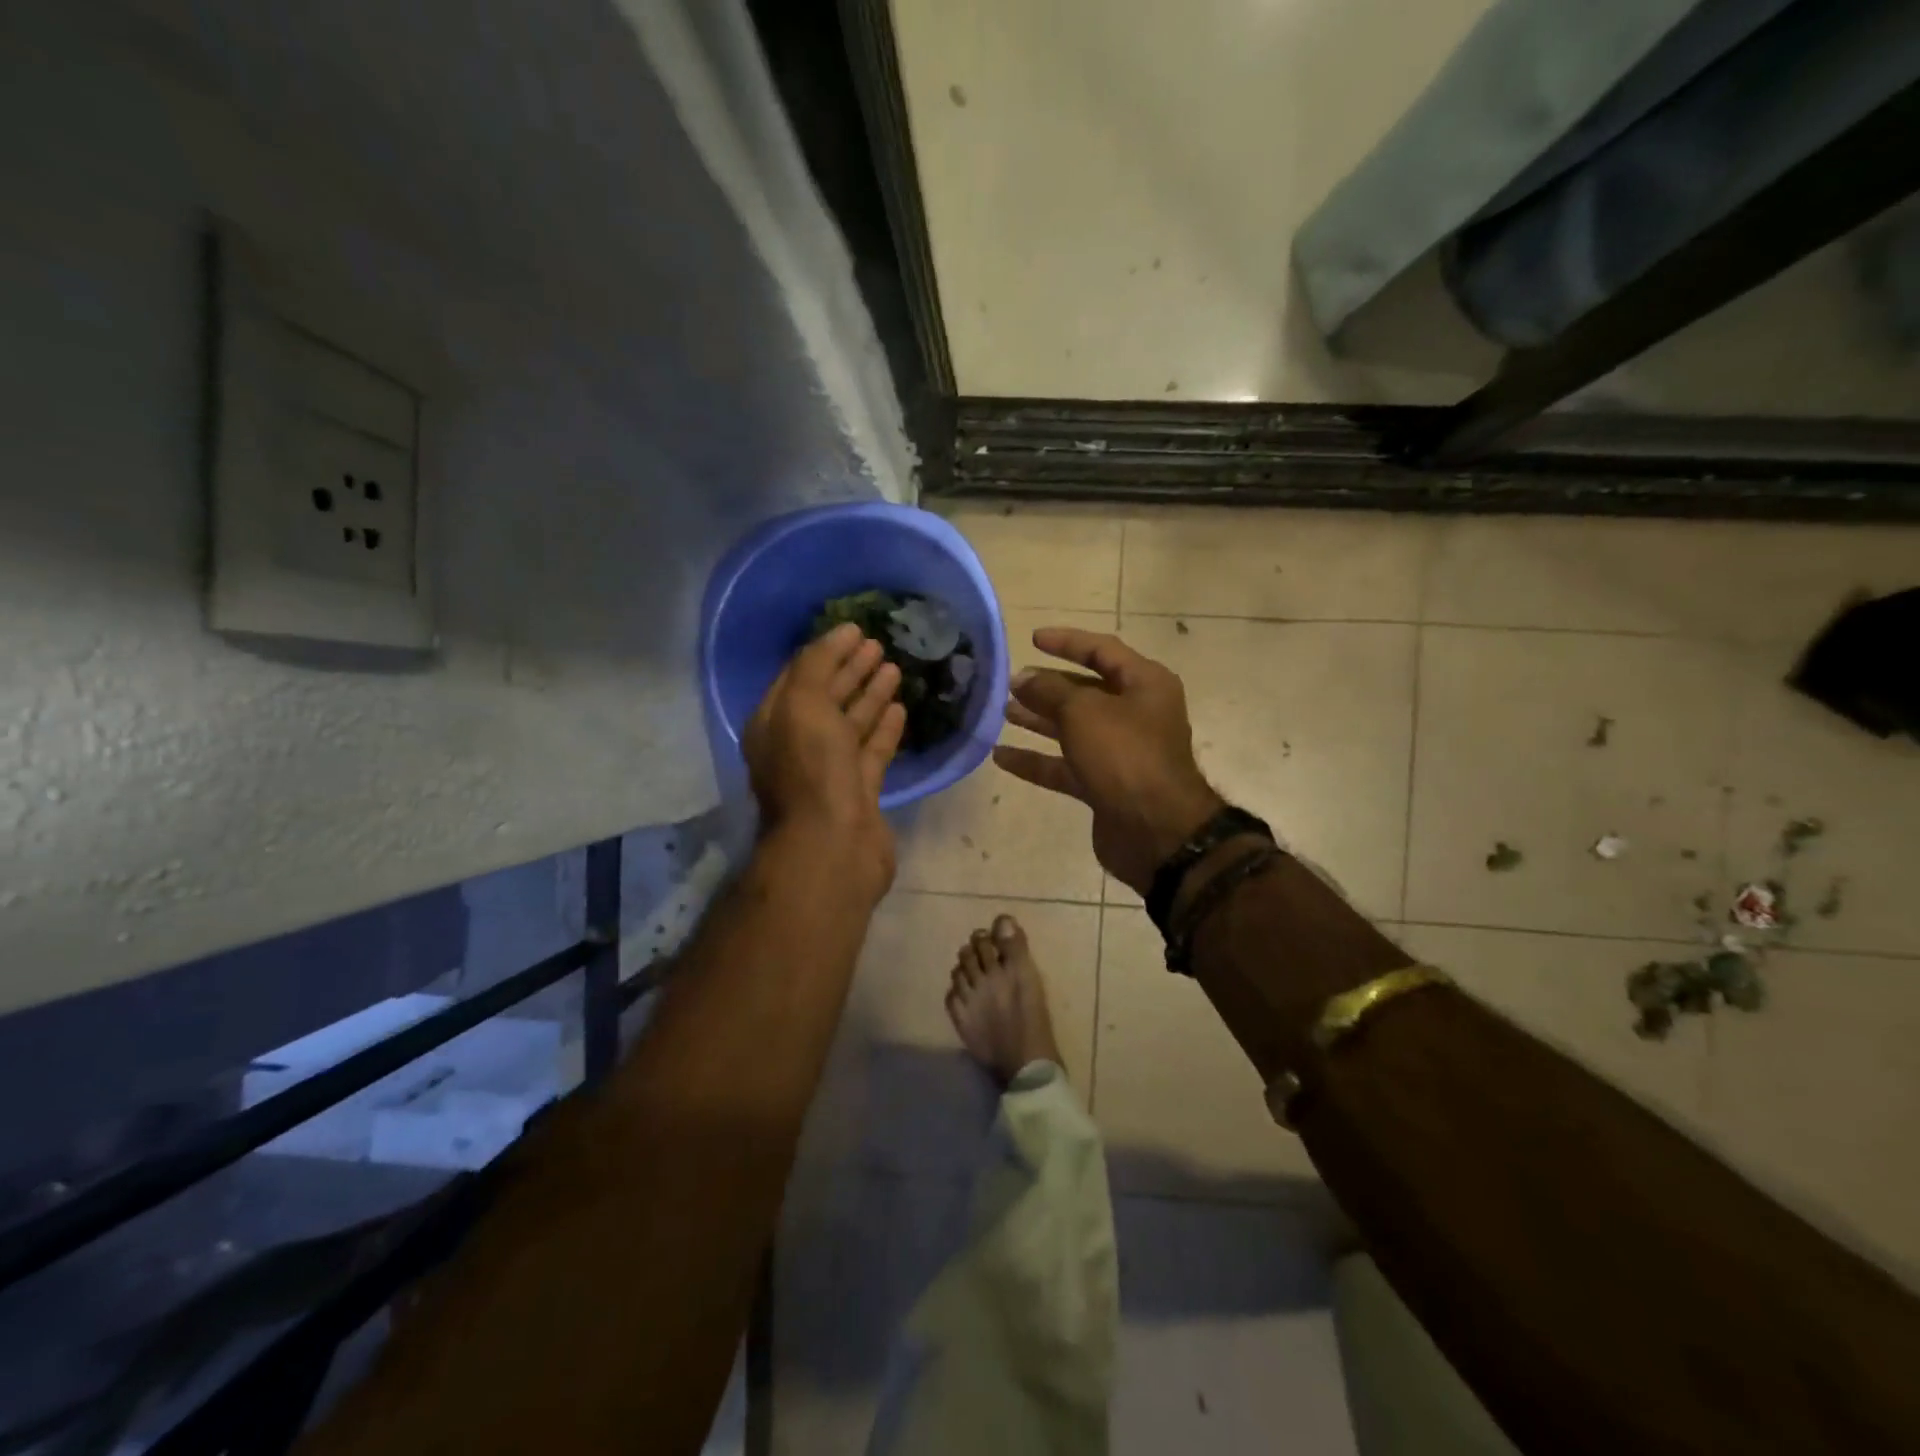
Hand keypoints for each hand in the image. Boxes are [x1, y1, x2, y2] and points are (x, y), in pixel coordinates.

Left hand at [745, 623, 906, 902]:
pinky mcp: (859, 791)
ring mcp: (829, 770)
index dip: (826, 651)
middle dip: (850, 670)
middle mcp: (798, 744)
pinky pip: (872, 750)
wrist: (833, 844)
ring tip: (894, 668)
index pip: (799, 676)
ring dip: (870, 695)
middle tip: (878, 644)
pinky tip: (900, 708)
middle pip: (826, 698)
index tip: (855, 628)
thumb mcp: (803, 704)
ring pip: (851, 723)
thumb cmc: (812, 769)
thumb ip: (816, 665)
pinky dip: (884, 728)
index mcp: (775, 723)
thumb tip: (838, 635)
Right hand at [994, 628, 1224, 894]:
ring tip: (1003, 712)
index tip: (1032, 639)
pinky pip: (1065, 766)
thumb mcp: (1083, 711)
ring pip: (1073, 728)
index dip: (1067, 642)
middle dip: (1048, 685)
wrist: (1156, 831)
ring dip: (1039, 720)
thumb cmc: (1125, 755)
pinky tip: (1001, 756)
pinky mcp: (1105, 785)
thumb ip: (1049, 690)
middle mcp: (1136, 714)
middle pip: (1086, 690)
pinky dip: (1037, 760)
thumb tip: (1023, 679)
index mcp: (1144, 684)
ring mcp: (1121, 752)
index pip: (1102, 650)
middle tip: (1011, 682)